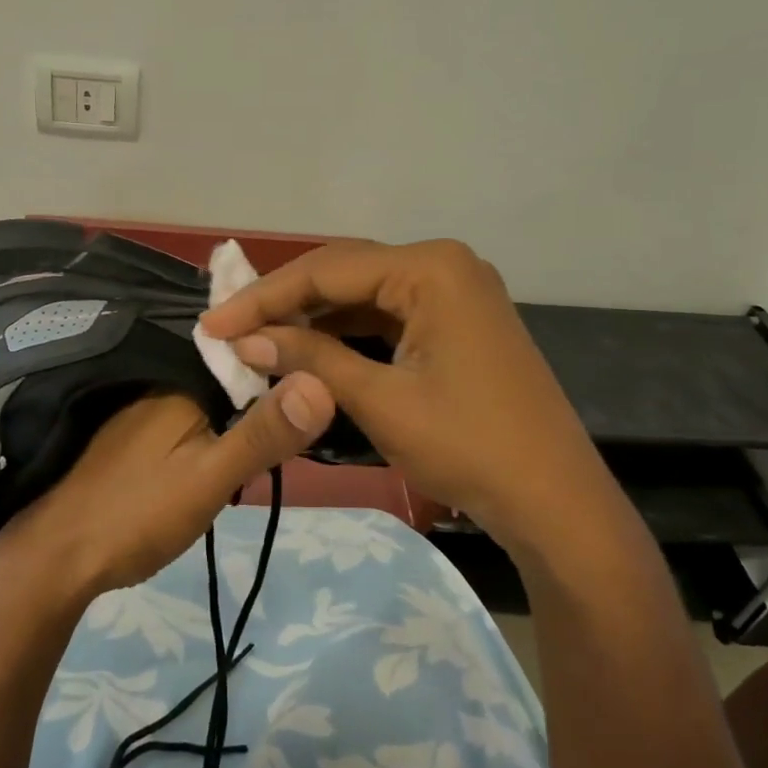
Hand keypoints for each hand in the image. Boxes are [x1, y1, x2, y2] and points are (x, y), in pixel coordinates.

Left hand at [0, 373, 335, 598]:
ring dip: (241, 409)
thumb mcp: (211, 477)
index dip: (289, 361)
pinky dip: (213, 424)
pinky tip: (229, 443)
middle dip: (266, 389)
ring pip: (211, 394)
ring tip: (283, 426)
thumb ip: (263, 433)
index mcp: (181, 377)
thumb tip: (324, 382)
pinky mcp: (136, 428)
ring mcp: (144, 403)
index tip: (328, 374)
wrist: (58, 559)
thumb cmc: (137, 514)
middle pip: (231, 372)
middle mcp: (160, 378)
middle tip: (308, 412)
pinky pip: (189, 411)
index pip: (250, 350)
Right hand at [200, 240, 608, 549]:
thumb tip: (244, 340)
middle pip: (344, 273)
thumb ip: (310, 360)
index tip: (212, 324)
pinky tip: (309, 348)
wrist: (555, 502)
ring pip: (364, 294)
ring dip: (313, 318)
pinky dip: (347, 333)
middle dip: (285, 302)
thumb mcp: (380, 401)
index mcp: (430, 268)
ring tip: (258, 338)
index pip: (327, 270)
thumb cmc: (468, 446)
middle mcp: (444, 265)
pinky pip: (389, 315)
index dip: (264, 298)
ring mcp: (456, 292)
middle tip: (229, 327)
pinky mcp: (458, 322)